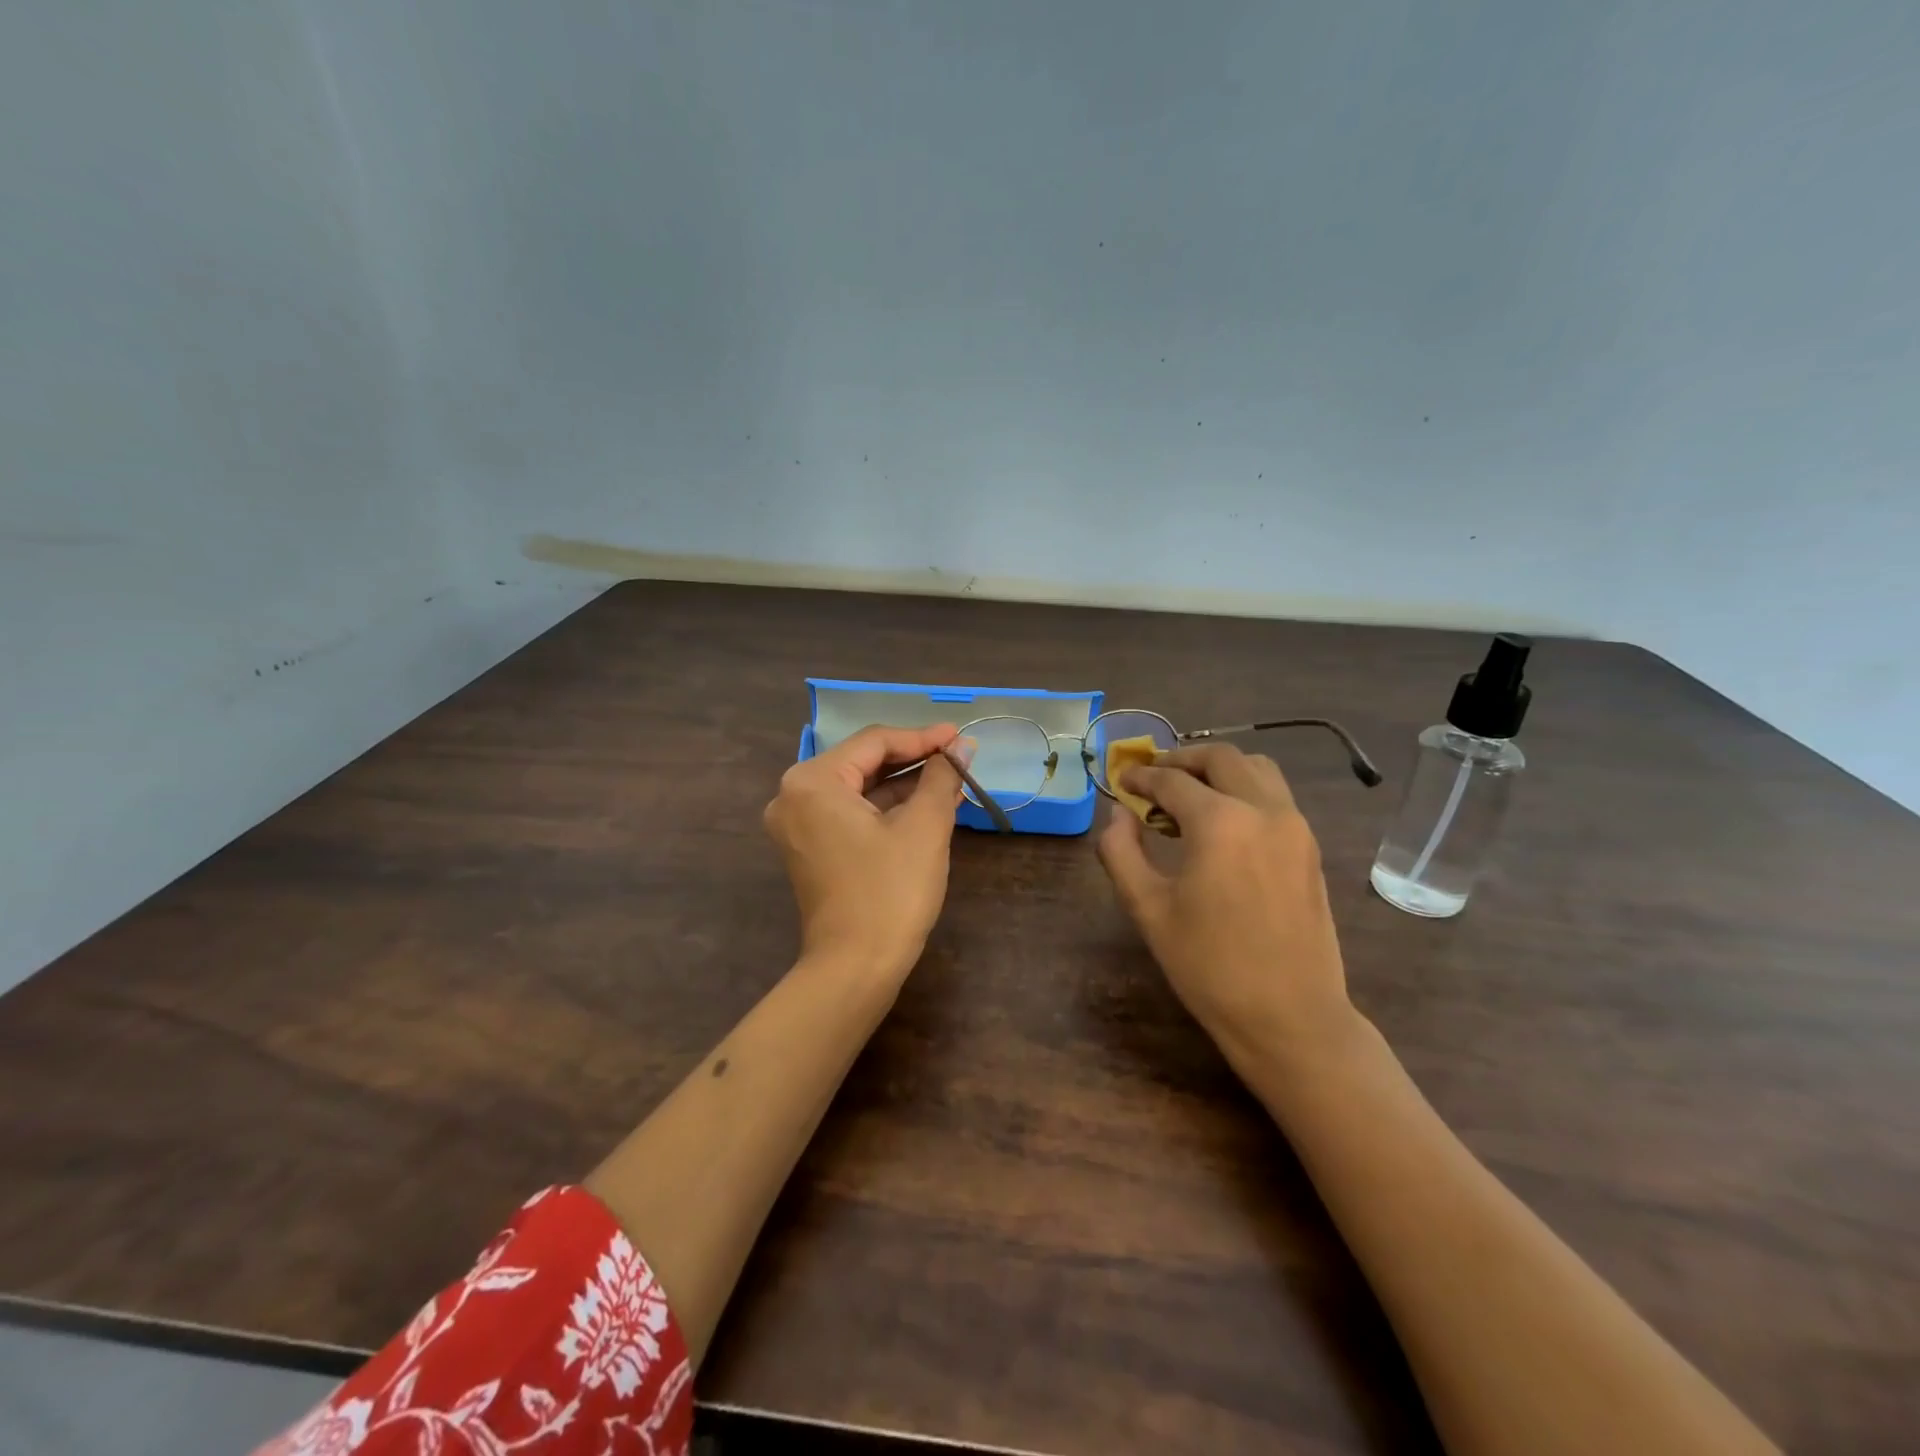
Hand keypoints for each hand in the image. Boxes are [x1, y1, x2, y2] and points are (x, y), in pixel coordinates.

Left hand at [764, 723, 967, 983]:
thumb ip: (942, 776)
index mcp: (812, 781)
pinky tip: (926, 806)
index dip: (922, 737)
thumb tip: (962, 745)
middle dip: (914, 760)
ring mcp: (797, 825)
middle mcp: (794, 795)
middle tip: (958, 758)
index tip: (961, 737)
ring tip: (951, 781)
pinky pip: (850, 813)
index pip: (874, 742)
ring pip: (859, 789)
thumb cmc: (890, 891)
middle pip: (863, 763)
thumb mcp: (924, 826)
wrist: (855, 968)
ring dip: (904, 785)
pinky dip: (886, 809)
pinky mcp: (809, 848)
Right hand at [1097, 743, 1357, 1069]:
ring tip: (1190, 794)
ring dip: (1219, 769)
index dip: (1141, 778)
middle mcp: (1264, 810)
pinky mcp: (1310, 847)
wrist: (1291, 1017)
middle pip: (1221, 758)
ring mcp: (1295, 827)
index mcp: (1220, 822)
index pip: (1172, 780)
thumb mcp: (1147, 909)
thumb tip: (1118, 813)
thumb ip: (1121, 851)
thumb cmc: (1209, 966)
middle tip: (1154, 778)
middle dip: (1181, 759)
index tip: (1122, 782)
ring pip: (1257, 769)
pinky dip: (1245, 790)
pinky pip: (1275, 796)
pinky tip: (1223, 824)